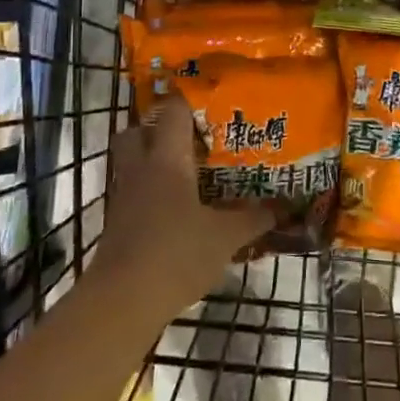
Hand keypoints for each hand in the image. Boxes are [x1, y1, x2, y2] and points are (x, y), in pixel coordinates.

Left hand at [91, 99, 273, 315]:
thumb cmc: (177, 253)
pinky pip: (133, 192)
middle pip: (138, 131)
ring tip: (187, 170)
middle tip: (191, 136)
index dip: (189, 101)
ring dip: (152, 160)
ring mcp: (124, 196)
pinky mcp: (117, 223)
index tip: (211, 101)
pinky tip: (175, 208)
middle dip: (158, 128)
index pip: (172, 112)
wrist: (123, 300)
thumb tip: (282, 207)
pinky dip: (150, 192)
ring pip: (132, 162)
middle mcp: (140, 169)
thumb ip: (253, 218)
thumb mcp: (225, 237)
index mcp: (167, 160)